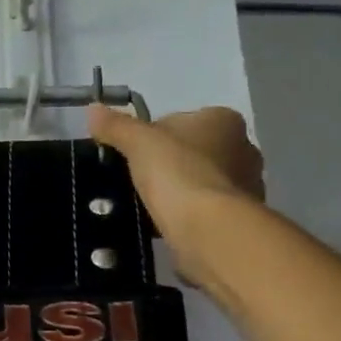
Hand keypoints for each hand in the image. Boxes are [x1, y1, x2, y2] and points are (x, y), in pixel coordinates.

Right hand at [86, 104, 264, 285]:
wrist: (209, 230)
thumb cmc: (177, 174)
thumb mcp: (138, 143)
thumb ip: (116, 126)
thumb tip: (92, 110)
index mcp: (224, 120)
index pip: (180, 121)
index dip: (152, 138)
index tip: (134, 158)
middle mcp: (244, 148)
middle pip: (192, 152)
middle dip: (169, 165)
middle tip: (140, 183)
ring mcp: (247, 185)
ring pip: (201, 182)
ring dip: (181, 192)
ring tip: (152, 207)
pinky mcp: (241, 219)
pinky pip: (207, 211)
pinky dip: (190, 216)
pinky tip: (170, 226)